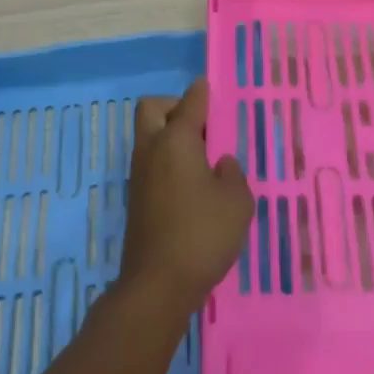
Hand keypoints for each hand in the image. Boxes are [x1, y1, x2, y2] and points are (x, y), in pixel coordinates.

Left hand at [120, 80, 253, 316]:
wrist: (157, 284)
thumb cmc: (203, 234)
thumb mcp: (237, 201)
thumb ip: (233, 173)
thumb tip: (221, 164)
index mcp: (177, 139)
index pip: (190, 101)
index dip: (203, 92)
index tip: (212, 89)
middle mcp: (152, 148)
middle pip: (153, 108)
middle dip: (175, 107)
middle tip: (202, 127)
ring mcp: (139, 174)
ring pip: (148, 135)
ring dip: (169, 135)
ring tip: (202, 158)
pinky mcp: (136, 198)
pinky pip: (150, 161)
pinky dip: (167, 160)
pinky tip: (191, 184)